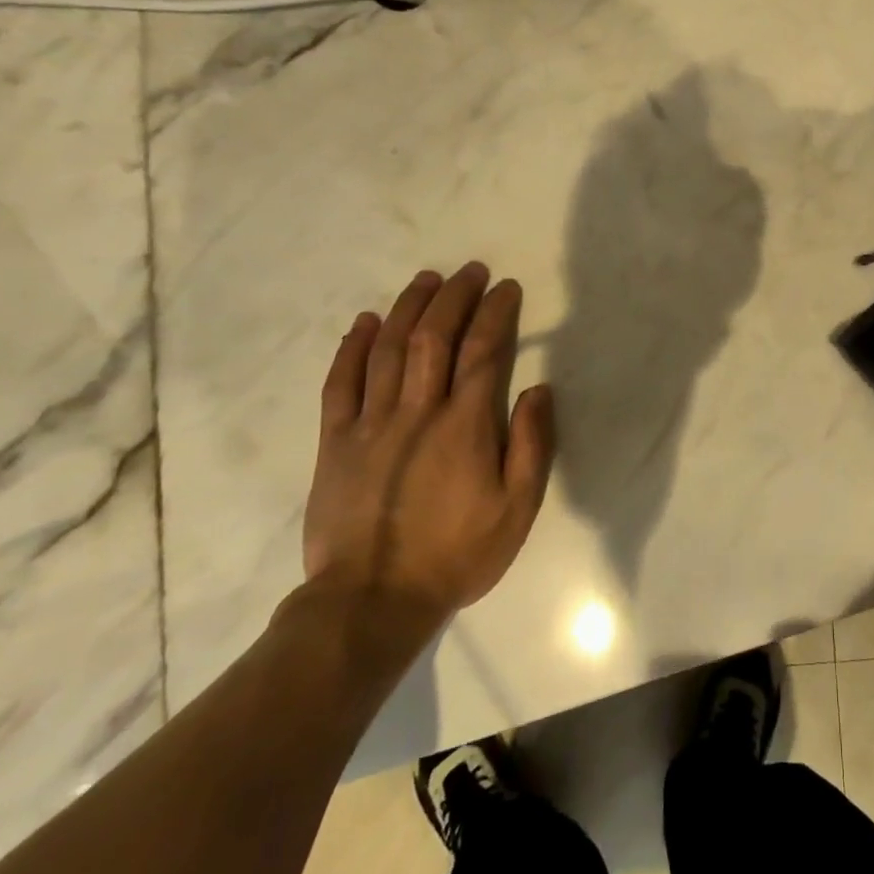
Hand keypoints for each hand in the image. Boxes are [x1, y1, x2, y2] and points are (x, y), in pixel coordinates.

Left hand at [302, 264, 554, 626]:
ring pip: (389, 350)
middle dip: (454, 297)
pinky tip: (365, 322)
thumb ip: (530, 445)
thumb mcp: (517, 509)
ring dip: (408, 308)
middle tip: (470, 271)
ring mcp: (371, 424)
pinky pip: (341, 384)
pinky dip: (352, 348)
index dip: (496, 313)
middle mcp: (417, 412)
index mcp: (465, 425)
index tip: (506, 288)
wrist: (371, 602)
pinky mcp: (335, 443)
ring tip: (425, 279)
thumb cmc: (456, 554)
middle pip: (434, 338)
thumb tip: (538, 390)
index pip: (483, 351)